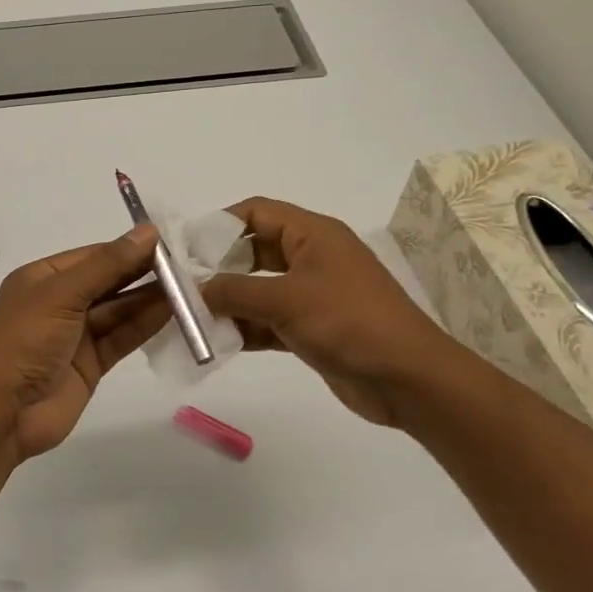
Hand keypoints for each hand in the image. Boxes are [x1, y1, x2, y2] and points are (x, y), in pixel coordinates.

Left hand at [0, 225, 168, 460]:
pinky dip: (145, 326)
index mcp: (43, 278)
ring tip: (189, 288)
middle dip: (143, 273)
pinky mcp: (90, 364)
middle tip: (187, 266)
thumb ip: (107, 266)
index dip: (128, 248)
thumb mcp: (62, 295)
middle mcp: (60, 302)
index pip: (94, 256)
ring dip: (150, 300)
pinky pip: (121, 337)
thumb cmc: (24, 342)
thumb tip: (147, 232)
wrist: (2, 413)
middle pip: (109, 282)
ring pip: (119, 310)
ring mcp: (76, 335)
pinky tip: (173, 313)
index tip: (167, 243)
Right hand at [201, 197, 469, 426]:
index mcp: (312, 234)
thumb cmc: (349, 322)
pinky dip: (246, 328)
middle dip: (219, 266)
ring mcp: (312, 294)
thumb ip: (235, 291)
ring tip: (191, 317)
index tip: (186, 248)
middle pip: (254, 250)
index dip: (220, 224)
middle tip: (183, 285)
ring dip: (229, 302)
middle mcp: (311, 257)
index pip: (257, 212)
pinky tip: (218, 342)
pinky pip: (269, 320)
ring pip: (259, 289)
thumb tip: (196, 288)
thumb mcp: (286, 300)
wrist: (409, 379)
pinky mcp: (312, 328)